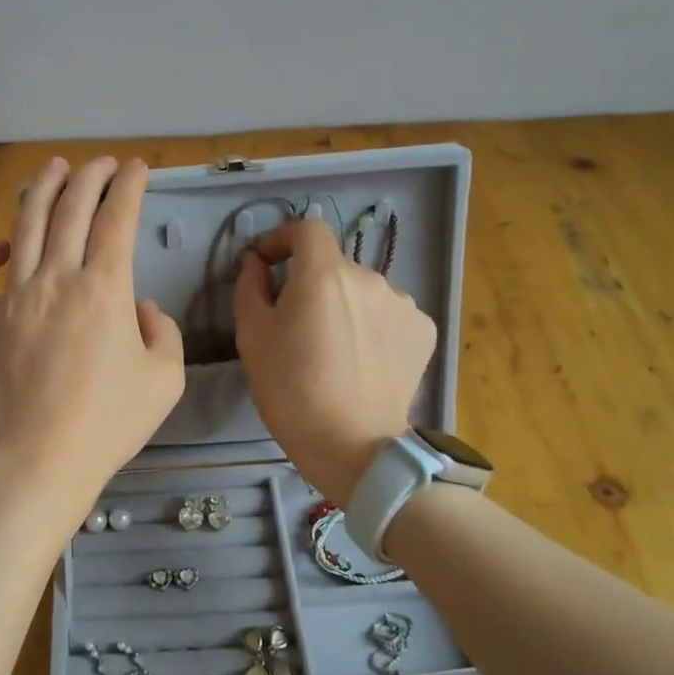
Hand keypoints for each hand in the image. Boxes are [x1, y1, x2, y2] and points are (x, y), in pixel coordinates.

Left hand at [0, 157, 184, 521]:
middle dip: (90, 177)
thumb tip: (138, 307)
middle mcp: (58, 279)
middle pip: (71, 210)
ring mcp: (15, 297)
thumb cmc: (110, 422)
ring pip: (24, 227)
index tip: (138, 168)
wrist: (44, 458)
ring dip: (41, 191)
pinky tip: (0, 246)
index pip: (117, 218)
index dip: (129, 186)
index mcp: (105, 288)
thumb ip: (161, 331)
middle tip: (102, 163)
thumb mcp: (165, 379)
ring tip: (54, 168)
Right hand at [233, 218, 436, 502]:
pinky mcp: (423, 330)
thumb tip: (256, 263)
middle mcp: (369, 277)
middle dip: (311, 284)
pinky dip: (372, 325)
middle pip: (334, 265)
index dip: (283, 239)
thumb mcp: (252, 337)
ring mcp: (402, 303)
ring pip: (362, 291)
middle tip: (296, 324)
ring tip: (333, 347)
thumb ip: (250, 287)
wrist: (353, 445)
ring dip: (345, 305)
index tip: (268, 264)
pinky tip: (363, 358)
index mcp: (324, 274)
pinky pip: (388, 314)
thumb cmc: (291, 390)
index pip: (307, 228)